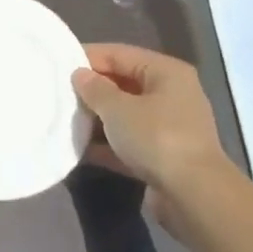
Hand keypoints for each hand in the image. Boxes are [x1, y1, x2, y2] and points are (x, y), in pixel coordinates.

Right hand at [72, 44, 235, 232]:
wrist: (194, 197)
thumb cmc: (156, 138)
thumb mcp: (117, 108)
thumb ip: (94, 89)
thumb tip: (80, 75)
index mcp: (166, 72)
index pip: (120, 54)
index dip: (88, 57)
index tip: (58, 65)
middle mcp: (172, 95)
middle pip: (123, 83)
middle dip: (92, 90)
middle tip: (60, 94)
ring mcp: (169, 128)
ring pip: (125, 115)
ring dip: (97, 119)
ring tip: (66, 119)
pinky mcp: (164, 157)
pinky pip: (129, 142)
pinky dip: (108, 144)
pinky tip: (80, 149)